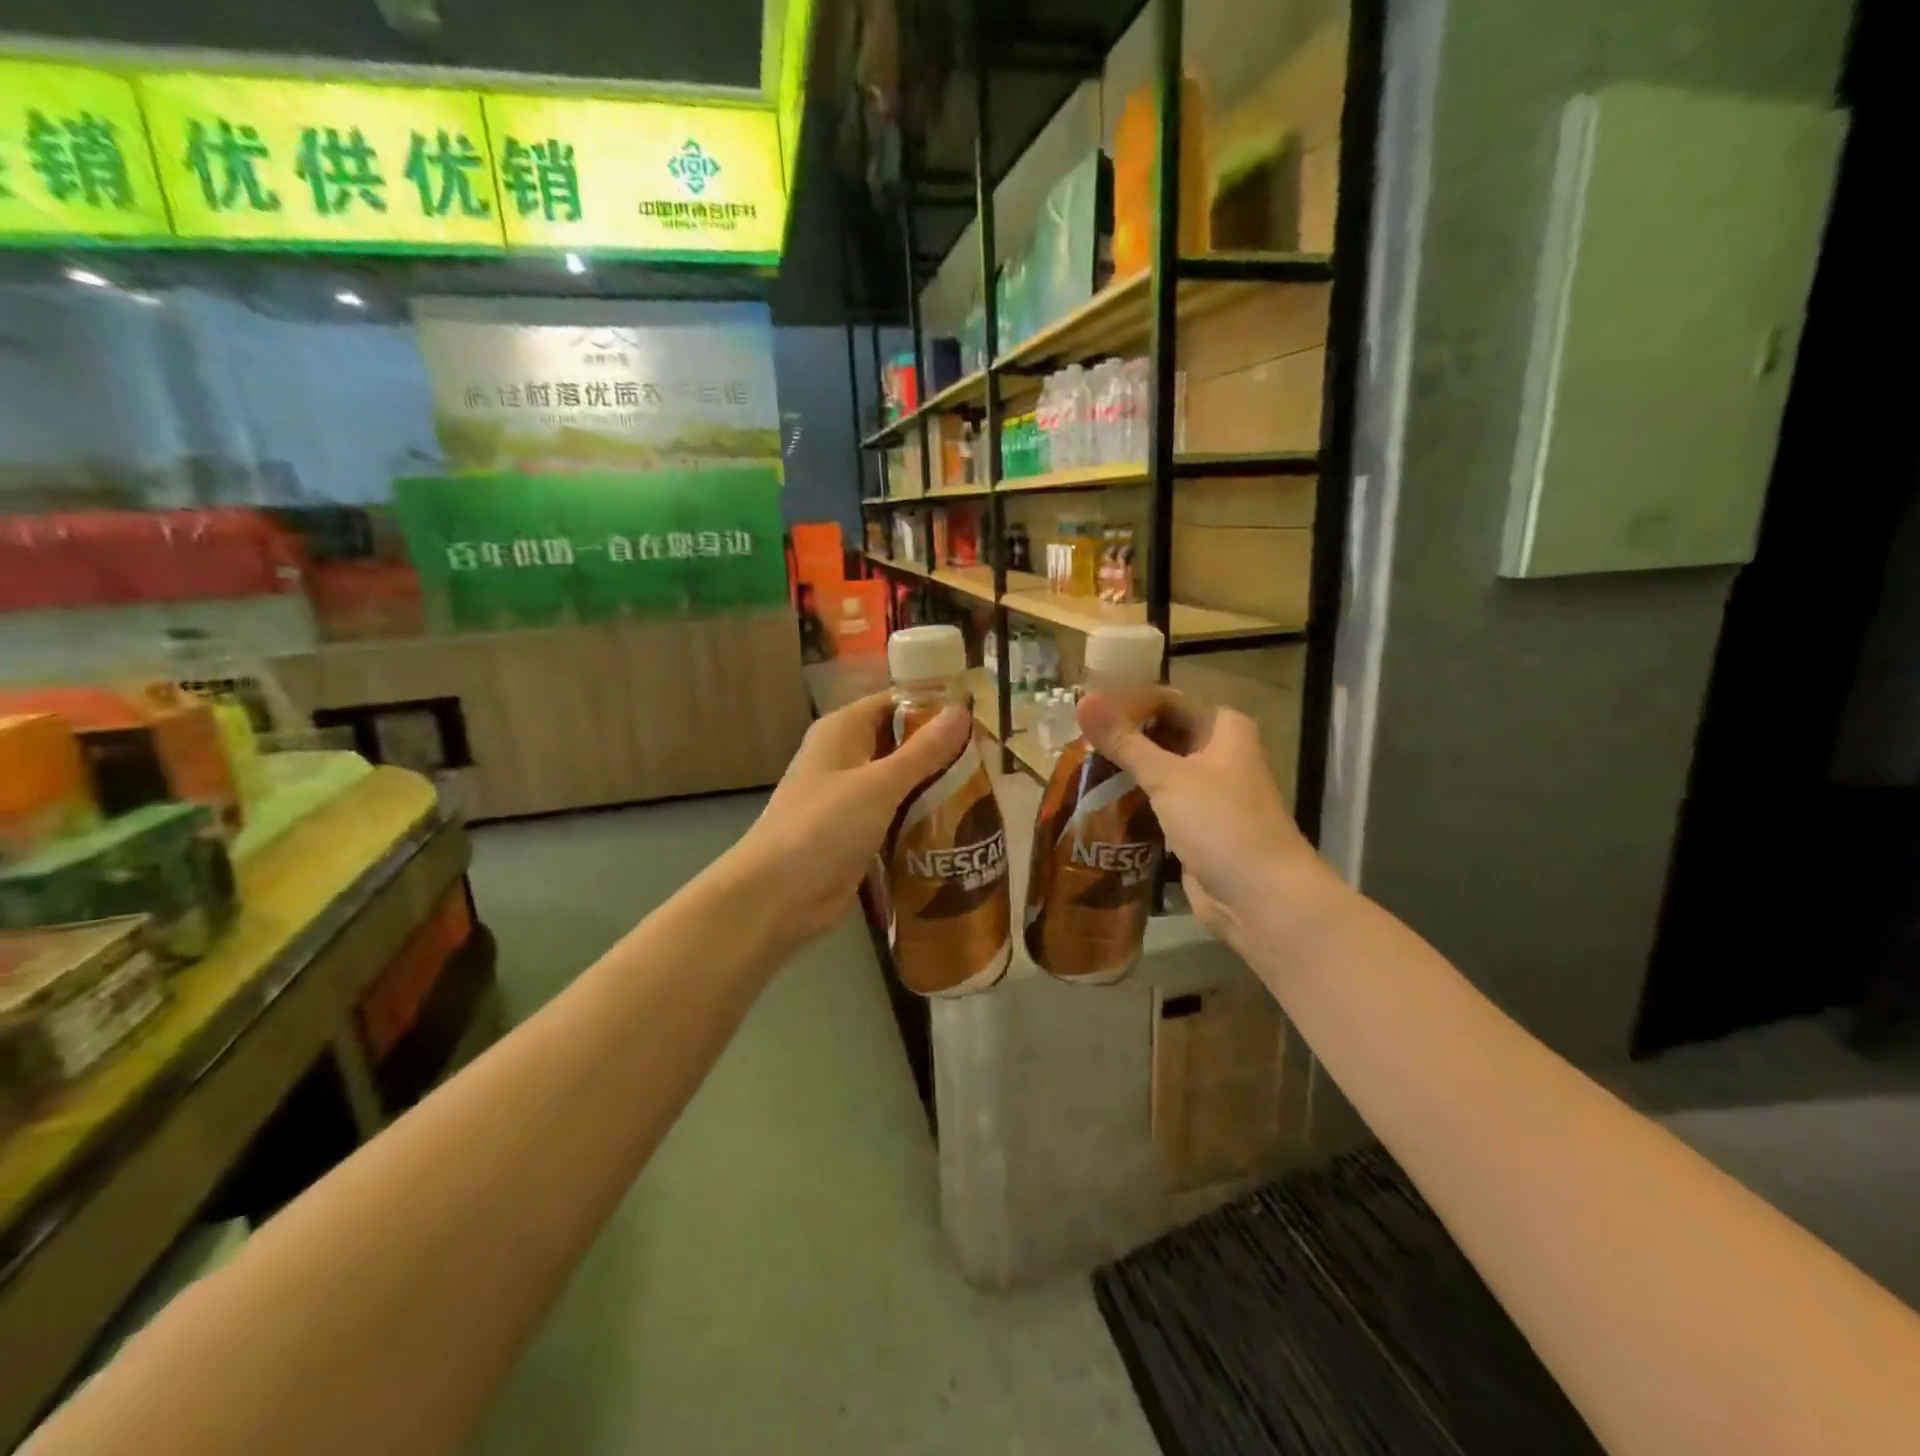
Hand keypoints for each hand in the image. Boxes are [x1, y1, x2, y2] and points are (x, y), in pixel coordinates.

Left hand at [728, 692, 971, 944]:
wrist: (777, 897)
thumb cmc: (824, 827)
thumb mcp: (879, 784)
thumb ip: (924, 750)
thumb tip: (961, 710)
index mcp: (843, 730)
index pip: (896, 702)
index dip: (936, 707)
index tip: (982, 717)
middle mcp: (847, 756)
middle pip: (902, 742)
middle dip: (943, 750)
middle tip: (992, 759)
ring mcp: (851, 796)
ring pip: (902, 781)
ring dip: (936, 785)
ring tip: (987, 789)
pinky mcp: (858, 831)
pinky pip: (897, 813)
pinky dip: (922, 815)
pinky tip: (960, 823)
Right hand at [1077, 691, 1330, 949]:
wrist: (1259, 897)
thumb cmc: (1220, 823)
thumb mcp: (1167, 777)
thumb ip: (1123, 740)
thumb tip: (1083, 699)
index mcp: (1221, 728)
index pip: (1164, 701)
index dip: (1123, 702)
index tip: (1079, 709)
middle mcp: (1217, 752)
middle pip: (1160, 733)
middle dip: (1120, 737)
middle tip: (1071, 739)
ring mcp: (1207, 790)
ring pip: (1157, 769)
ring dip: (1123, 769)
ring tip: (1075, 765)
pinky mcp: (1194, 823)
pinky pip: (1157, 801)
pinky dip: (1132, 798)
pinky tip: (1096, 799)